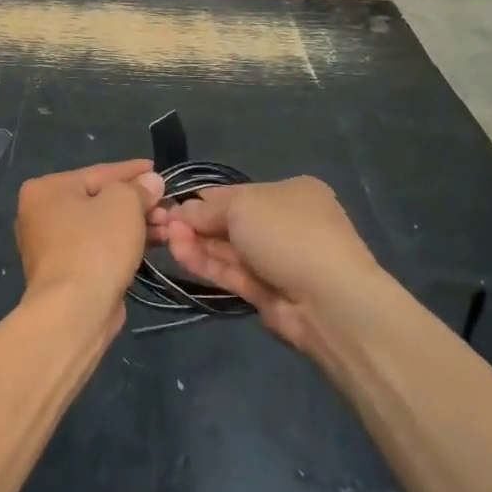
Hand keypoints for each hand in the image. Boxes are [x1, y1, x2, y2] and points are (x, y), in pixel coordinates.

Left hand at [15, 160, 163, 312]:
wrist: (75, 311)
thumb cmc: (95, 246)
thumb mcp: (123, 204)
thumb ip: (138, 188)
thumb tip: (151, 181)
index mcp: (46, 189)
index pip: (98, 173)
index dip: (132, 171)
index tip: (158, 170)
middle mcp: (41, 214)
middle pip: (99, 201)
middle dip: (137, 203)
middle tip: (167, 206)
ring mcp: (51, 247)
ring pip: (101, 227)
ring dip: (135, 225)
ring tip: (167, 227)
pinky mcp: (66, 274)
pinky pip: (99, 249)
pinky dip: (123, 245)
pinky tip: (152, 244)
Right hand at [154, 177, 380, 350]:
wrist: (329, 299)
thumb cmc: (288, 233)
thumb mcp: (243, 205)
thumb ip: (207, 209)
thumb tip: (181, 211)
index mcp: (291, 193)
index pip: (238, 192)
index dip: (204, 199)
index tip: (173, 204)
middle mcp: (285, 224)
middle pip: (230, 221)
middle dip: (197, 222)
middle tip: (163, 224)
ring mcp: (277, 260)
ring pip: (228, 249)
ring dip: (197, 243)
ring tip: (167, 239)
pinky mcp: (267, 292)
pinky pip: (232, 273)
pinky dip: (206, 264)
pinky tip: (180, 255)